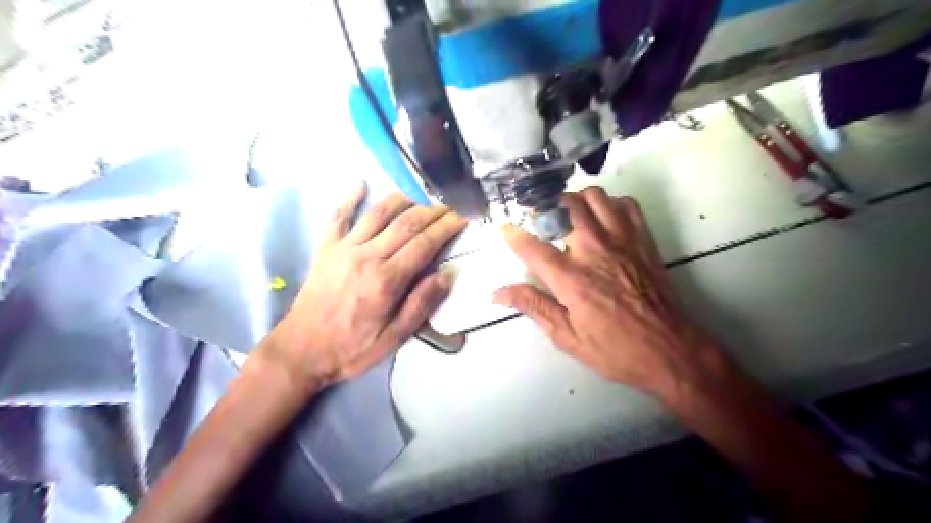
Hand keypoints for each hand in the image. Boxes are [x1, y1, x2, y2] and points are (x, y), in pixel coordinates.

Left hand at [260, 186, 462, 392]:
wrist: (301, 350)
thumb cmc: (352, 348)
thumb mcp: (393, 338)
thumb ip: (420, 305)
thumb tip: (445, 275)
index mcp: (386, 280)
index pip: (424, 244)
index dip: (447, 227)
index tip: (462, 216)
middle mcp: (367, 256)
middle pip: (406, 223)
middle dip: (432, 210)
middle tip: (450, 204)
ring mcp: (343, 248)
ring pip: (378, 213)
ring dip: (402, 199)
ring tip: (421, 194)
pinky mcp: (326, 248)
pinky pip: (338, 216)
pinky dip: (349, 198)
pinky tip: (360, 183)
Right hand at [494, 185, 718, 397]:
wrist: (670, 349)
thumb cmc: (614, 349)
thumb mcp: (567, 336)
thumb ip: (532, 306)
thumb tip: (496, 294)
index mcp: (571, 279)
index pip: (532, 247)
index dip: (512, 235)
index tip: (504, 229)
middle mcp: (594, 251)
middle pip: (563, 207)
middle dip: (544, 208)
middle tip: (539, 221)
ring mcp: (621, 240)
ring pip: (593, 196)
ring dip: (575, 202)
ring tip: (568, 217)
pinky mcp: (643, 239)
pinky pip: (625, 203)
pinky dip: (609, 204)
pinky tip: (602, 221)